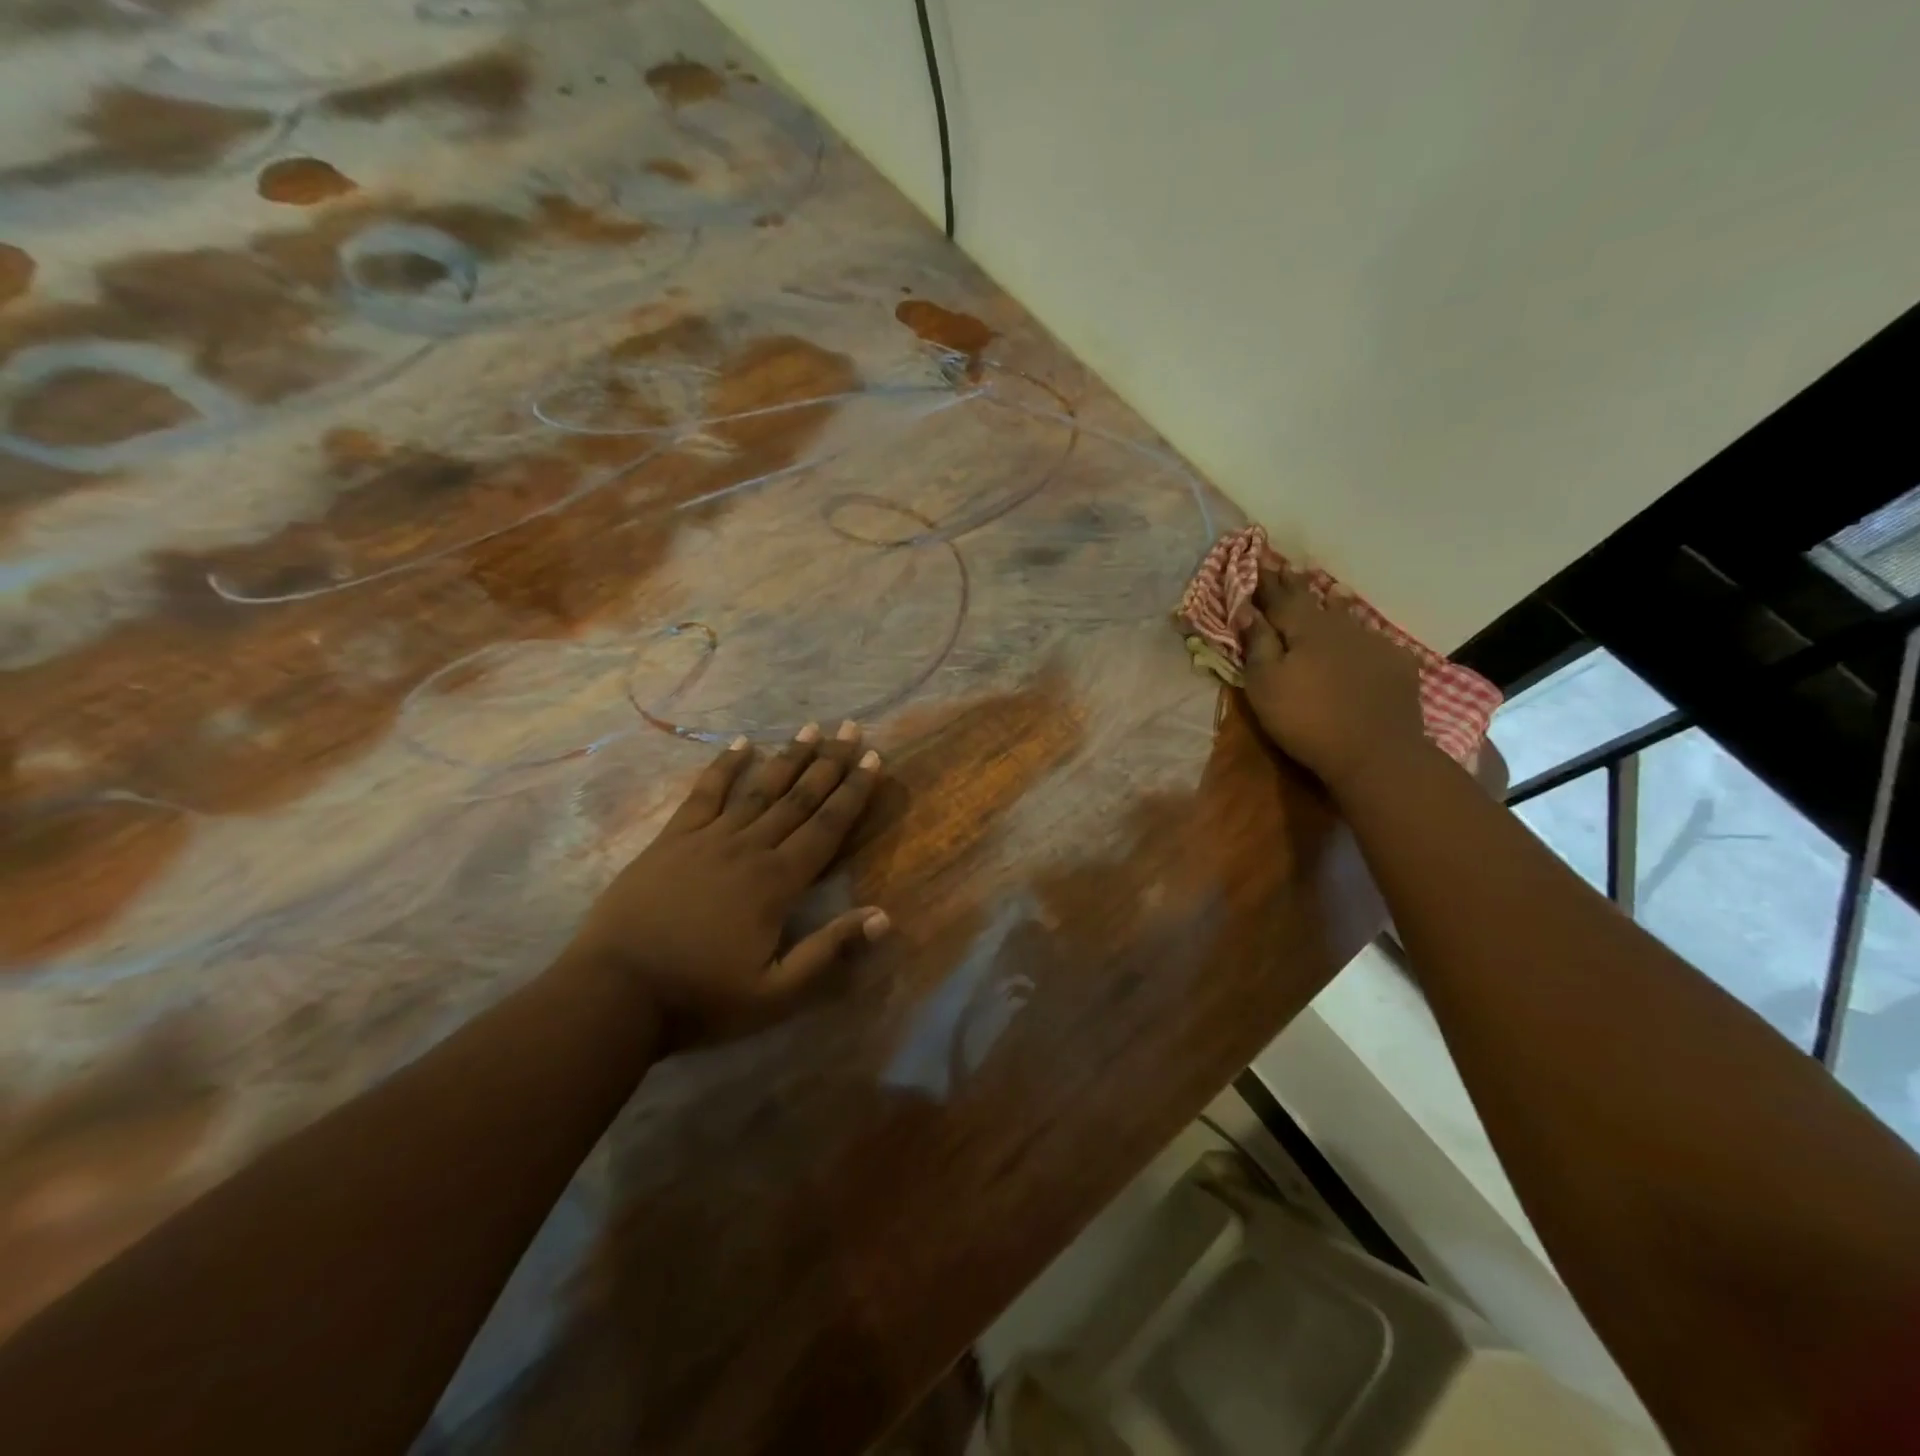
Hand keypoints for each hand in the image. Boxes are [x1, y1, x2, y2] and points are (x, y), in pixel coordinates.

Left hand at [562, 722, 889, 1049]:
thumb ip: (829, 951)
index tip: (874, 759)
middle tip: (852, 728)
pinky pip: (704, 794)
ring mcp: (707, 839)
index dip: (854, 792)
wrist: (615, 994)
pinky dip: (724, 767)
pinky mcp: (671, 840)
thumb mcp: (776, 993)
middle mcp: (749, 849)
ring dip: (789, 757)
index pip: (827, 827)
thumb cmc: (701, 998)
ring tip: (812, 727)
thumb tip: (884, 916)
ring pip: (759, 789)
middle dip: (830, 763)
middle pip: (799, 798)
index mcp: (777, 883)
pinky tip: (741, 744)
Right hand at [1240, 568, 1431, 796]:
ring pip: (1347, 615)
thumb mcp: (1265, 684)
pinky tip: (1361, 635)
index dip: (1265, 580)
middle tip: (1287, 567)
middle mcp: (1340, 626)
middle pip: (1314, 600)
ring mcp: (1373, 643)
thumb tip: (1246, 609)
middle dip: (1296, 584)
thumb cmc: (1306, 719)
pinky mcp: (1396, 665)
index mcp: (1305, 628)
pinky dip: (1360, 632)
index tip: (1257, 558)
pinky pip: (1372, 638)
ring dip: (1333, 602)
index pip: (1279, 596)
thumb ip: (1257, 644)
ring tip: (1330, 590)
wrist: (1376, 751)